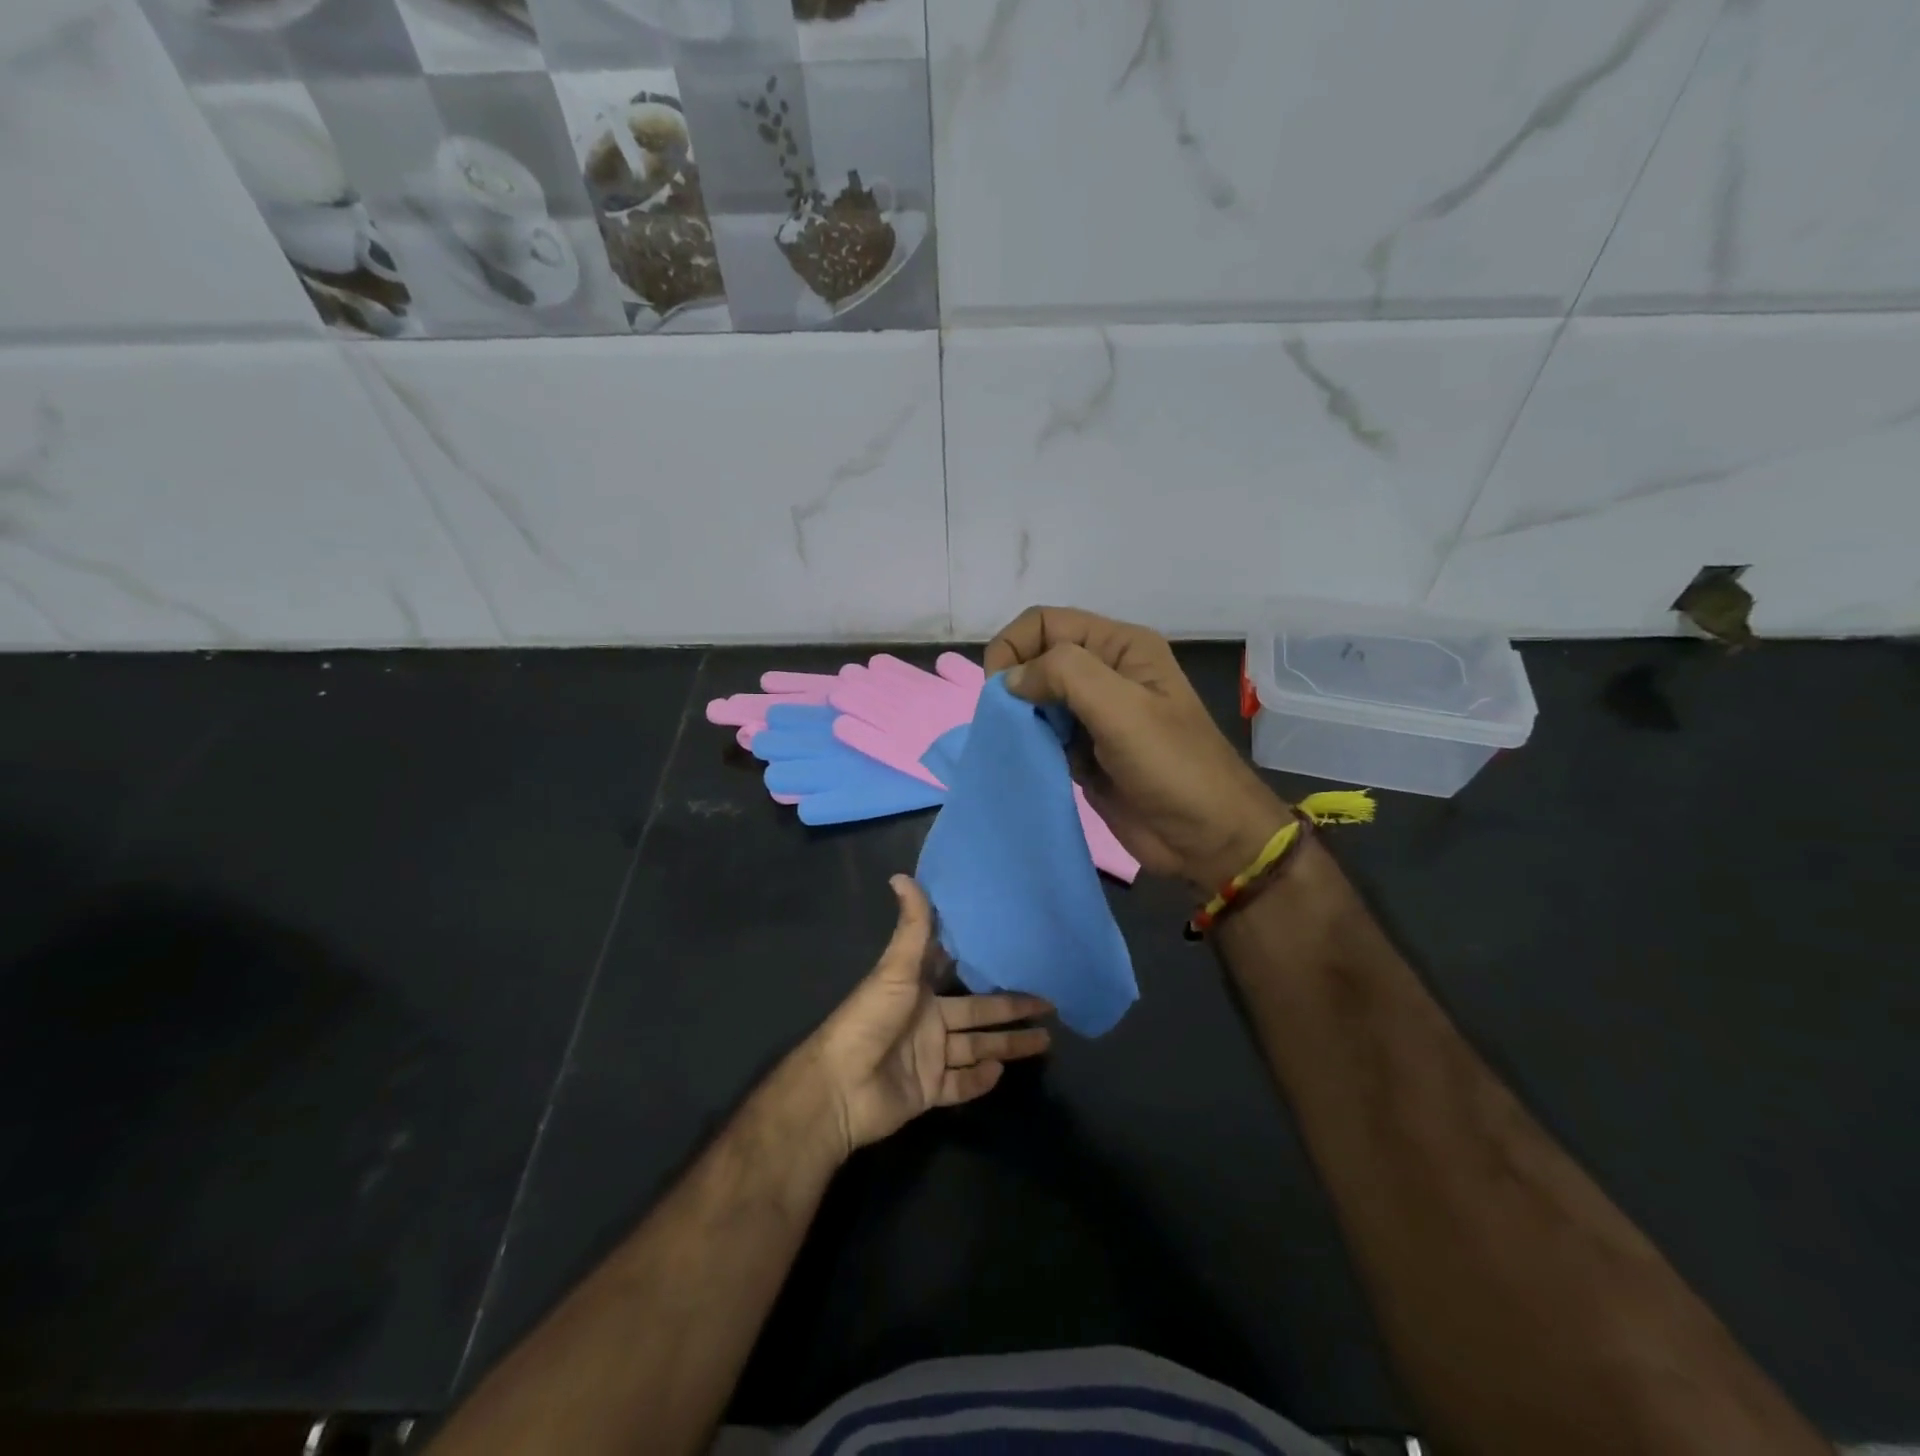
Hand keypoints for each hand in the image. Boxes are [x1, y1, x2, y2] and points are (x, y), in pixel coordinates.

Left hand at [806, 876, 1051, 1157]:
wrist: (841, 1085)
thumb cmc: (870, 1019)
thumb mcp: (894, 969)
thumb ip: (911, 927)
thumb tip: (901, 875)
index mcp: (919, 990)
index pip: (960, 975)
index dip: (986, 968)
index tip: (1018, 956)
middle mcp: (927, 1021)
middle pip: (978, 1015)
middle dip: (1012, 1010)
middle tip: (1049, 1005)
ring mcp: (928, 1058)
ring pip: (977, 1049)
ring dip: (1007, 1046)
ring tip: (1045, 1040)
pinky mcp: (928, 1091)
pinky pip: (961, 1084)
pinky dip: (981, 1080)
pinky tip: (1003, 1072)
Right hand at [985, 606, 1290, 889]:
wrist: (1207, 838)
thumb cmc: (1172, 767)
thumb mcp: (1122, 708)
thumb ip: (1064, 675)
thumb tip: (1010, 680)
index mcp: (1120, 646)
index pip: (1045, 623)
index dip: (1014, 648)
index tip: (999, 692)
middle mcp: (1105, 673)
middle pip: (1037, 658)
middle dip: (1014, 684)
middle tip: (1008, 723)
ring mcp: (1094, 715)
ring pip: (1036, 699)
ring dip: (1019, 717)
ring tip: (1020, 745)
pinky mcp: (1085, 753)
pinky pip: (1043, 735)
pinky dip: (1029, 744)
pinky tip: (1032, 762)